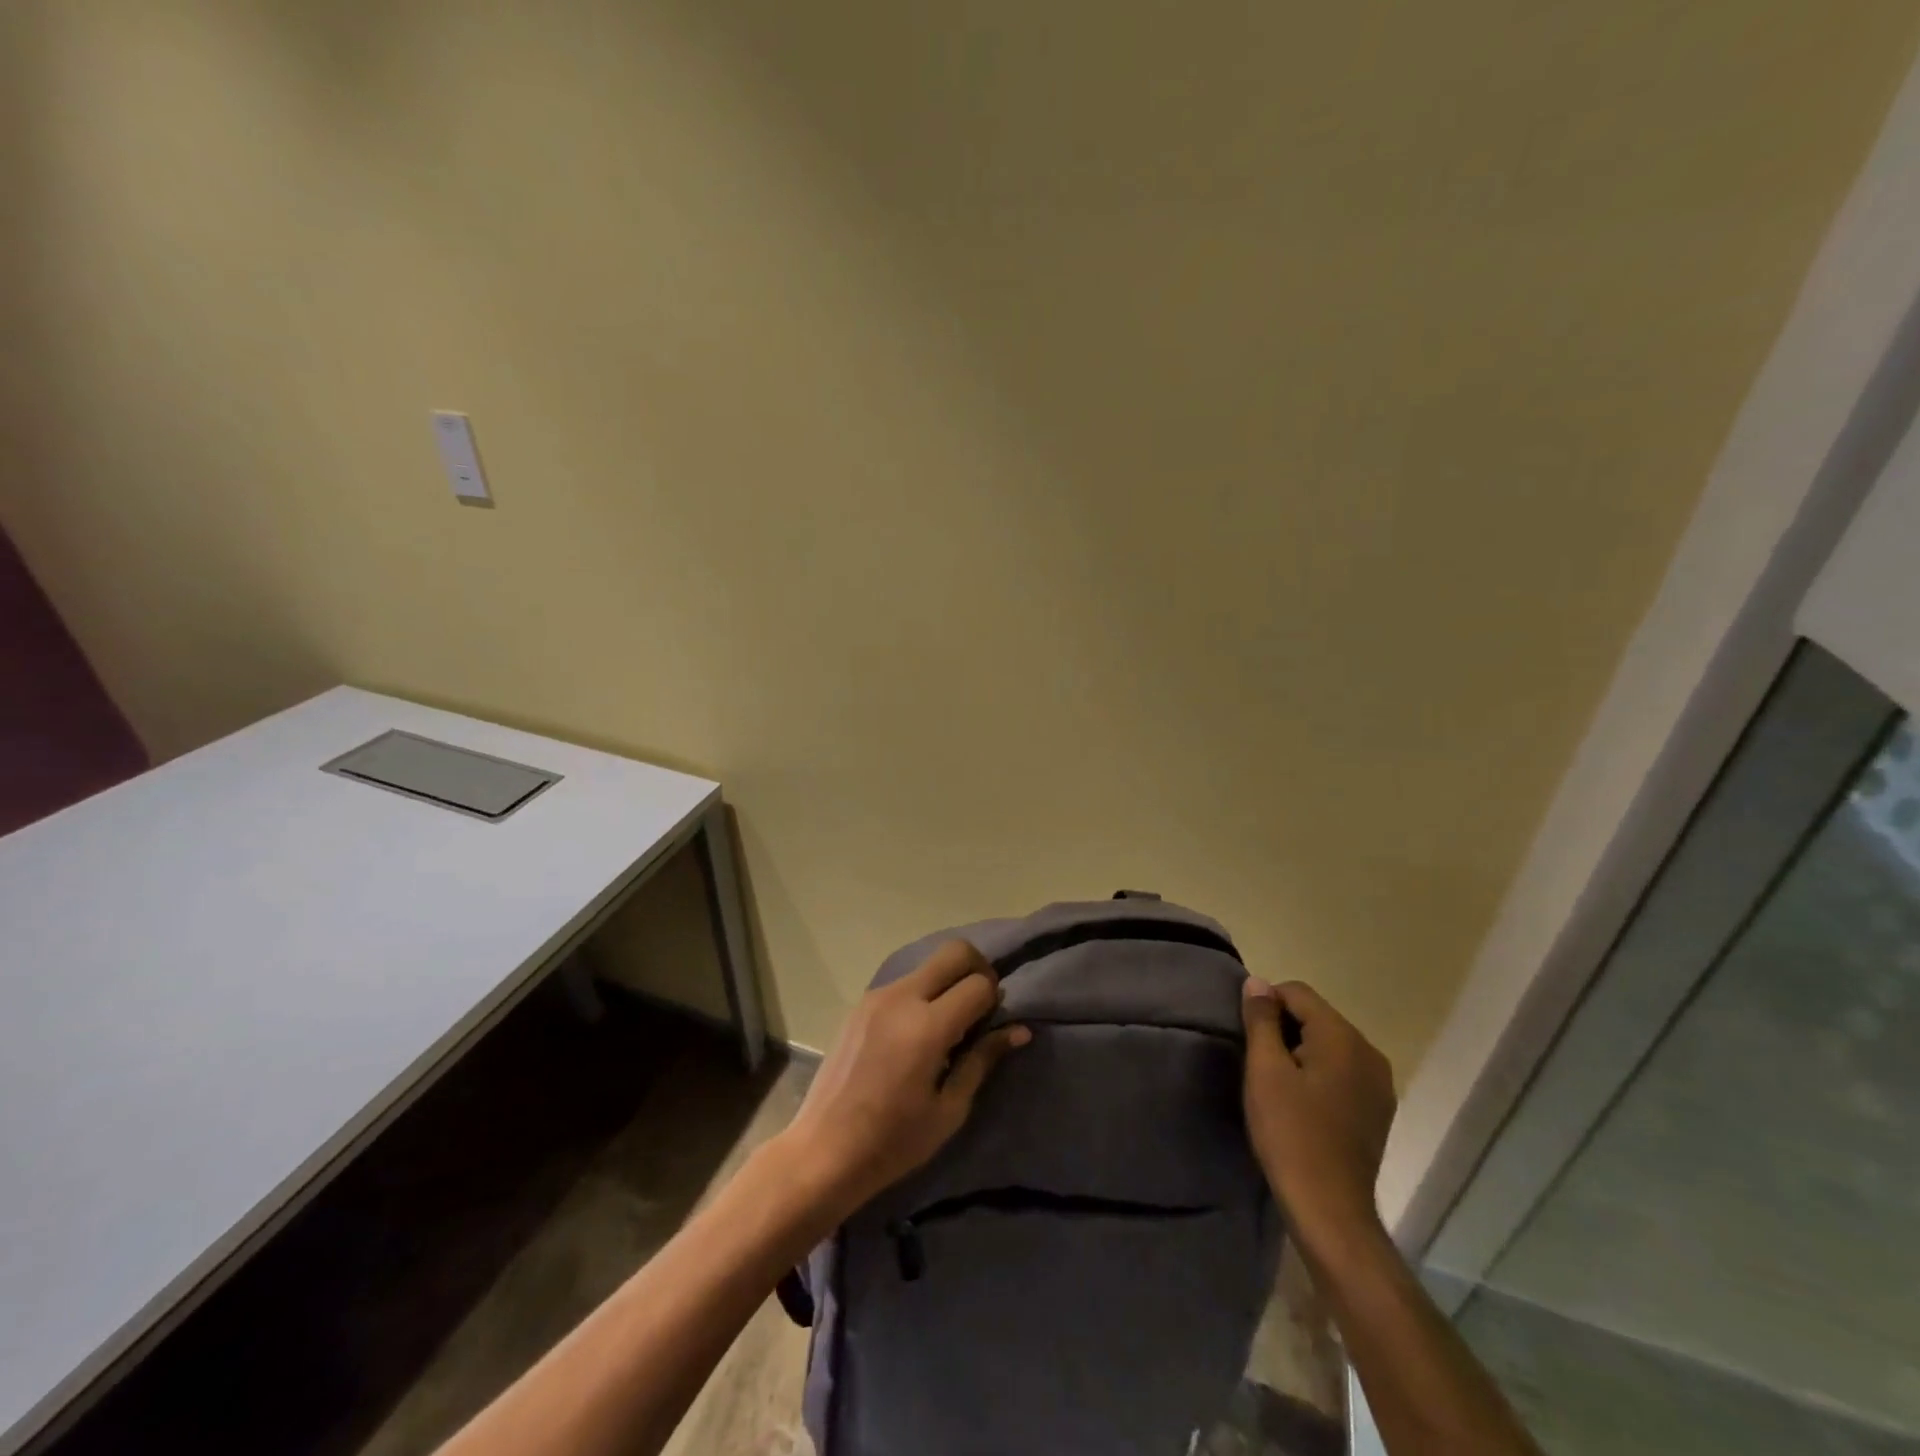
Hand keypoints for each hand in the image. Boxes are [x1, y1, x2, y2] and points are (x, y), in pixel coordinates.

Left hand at [777, 940, 1029, 1217]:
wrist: (824, 1151)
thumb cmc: (893, 1141)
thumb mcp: (949, 1109)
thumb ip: (983, 1060)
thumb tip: (1019, 1030)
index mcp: (927, 1026)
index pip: (979, 984)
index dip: (995, 1000)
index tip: (992, 1025)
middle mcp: (902, 997)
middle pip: (955, 952)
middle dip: (978, 970)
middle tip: (981, 1006)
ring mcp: (877, 996)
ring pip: (929, 965)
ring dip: (948, 982)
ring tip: (947, 1028)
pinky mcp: (861, 1003)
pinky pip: (905, 982)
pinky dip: (923, 994)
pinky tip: (916, 1035)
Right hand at [1241, 978, 1396, 1264]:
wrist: (1329, 1209)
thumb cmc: (1290, 1133)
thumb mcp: (1264, 1070)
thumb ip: (1261, 1020)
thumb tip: (1257, 982)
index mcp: (1343, 1037)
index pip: (1297, 992)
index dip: (1266, 1005)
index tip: (1247, 1036)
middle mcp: (1369, 1052)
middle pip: (1316, 1016)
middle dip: (1284, 1028)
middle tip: (1259, 1063)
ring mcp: (1379, 1083)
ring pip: (1329, 1043)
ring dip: (1300, 1051)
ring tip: (1277, 1085)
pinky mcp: (1378, 1108)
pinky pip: (1342, 1070)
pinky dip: (1319, 1073)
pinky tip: (1302, 1103)